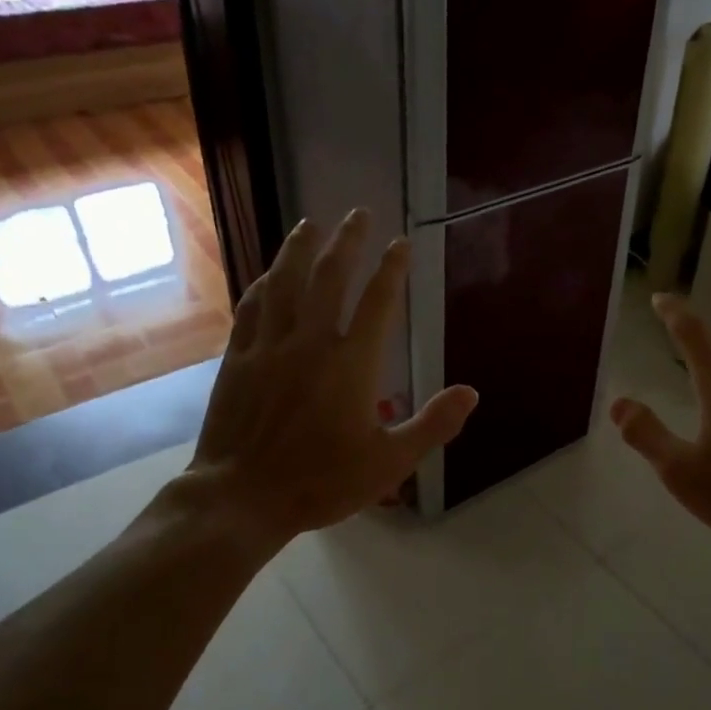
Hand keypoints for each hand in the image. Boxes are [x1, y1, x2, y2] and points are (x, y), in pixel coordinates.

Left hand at [168, 210, 478, 549]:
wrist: (243, 497)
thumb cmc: (322, 482)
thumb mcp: (390, 462)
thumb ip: (433, 424)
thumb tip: (471, 393)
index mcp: (351, 364)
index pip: (377, 302)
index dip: (392, 270)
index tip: (400, 243)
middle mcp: (310, 342)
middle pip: (329, 278)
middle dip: (346, 242)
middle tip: (357, 213)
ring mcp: (269, 347)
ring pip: (285, 284)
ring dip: (299, 250)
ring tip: (309, 224)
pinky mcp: (239, 359)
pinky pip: (251, 309)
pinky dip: (263, 285)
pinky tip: (267, 275)